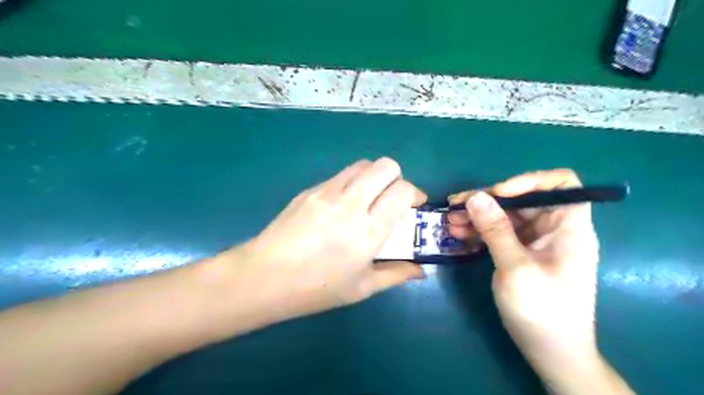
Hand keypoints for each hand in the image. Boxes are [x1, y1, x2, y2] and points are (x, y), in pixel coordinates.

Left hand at [231, 158, 422, 321]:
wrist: (264, 277)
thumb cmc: (316, 289)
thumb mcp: (362, 288)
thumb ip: (396, 274)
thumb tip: (422, 270)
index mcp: (368, 230)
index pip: (402, 190)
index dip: (414, 194)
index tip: (413, 206)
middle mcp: (350, 203)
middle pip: (385, 166)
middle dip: (397, 178)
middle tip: (392, 199)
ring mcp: (326, 192)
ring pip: (362, 165)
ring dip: (374, 177)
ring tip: (368, 199)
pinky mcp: (309, 190)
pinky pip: (339, 176)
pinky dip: (351, 183)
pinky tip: (341, 206)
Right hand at [450, 171, 597, 378]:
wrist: (551, 353)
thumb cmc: (543, 311)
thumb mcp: (516, 268)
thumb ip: (495, 230)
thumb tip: (475, 196)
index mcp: (568, 227)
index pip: (561, 184)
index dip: (530, 181)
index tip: (498, 193)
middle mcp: (553, 229)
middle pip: (522, 200)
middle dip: (488, 201)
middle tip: (456, 206)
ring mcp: (535, 242)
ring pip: (505, 216)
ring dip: (477, 216)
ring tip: (450, 221)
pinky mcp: (520, 253)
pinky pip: (499, 233)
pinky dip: (479, 232)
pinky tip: (458, 234)